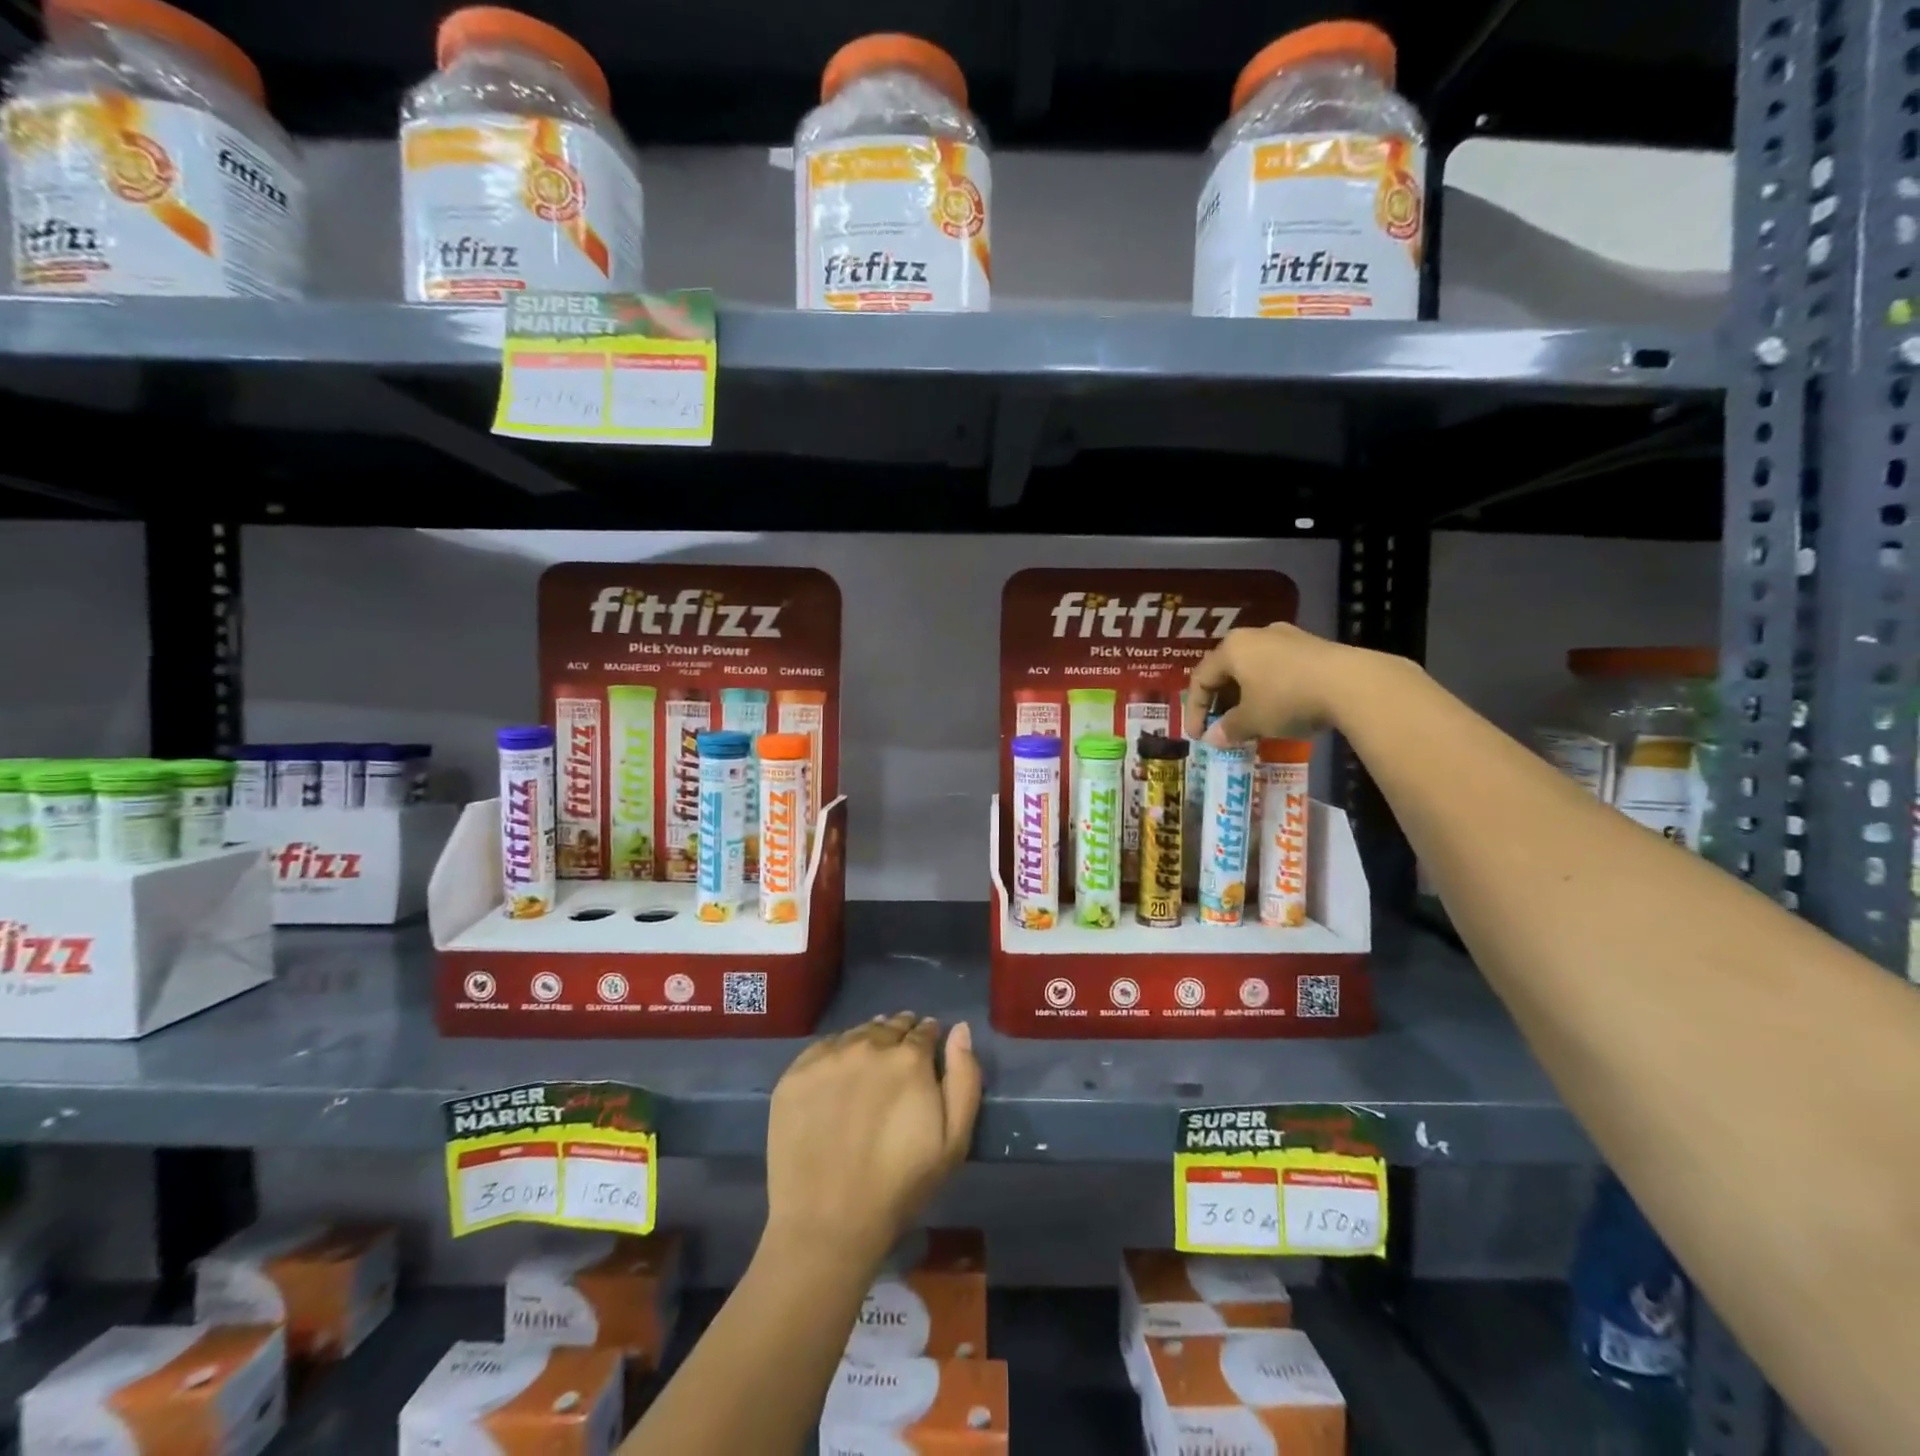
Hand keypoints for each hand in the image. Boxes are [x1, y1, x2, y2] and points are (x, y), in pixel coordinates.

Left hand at [764, 1013, 982, 1268]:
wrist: (827, 1224)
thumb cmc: (899, 1187)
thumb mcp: (953, 1141)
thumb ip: (964, 1078)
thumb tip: (960, 1029)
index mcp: (909, 1059)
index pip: (924, 1030)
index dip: (928, 1036)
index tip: (928, 1046)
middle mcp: (868, 1046)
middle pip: (889, 1026)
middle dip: (900, 1034)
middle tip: (900, 1052)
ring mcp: (828, 1058)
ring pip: (857, 1033)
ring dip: (869, 1039)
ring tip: (870, 1060)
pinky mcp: (795, 1074)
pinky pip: (823, 1048)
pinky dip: (836, 1053)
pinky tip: (839, 1073)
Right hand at [1184, 623, 1367, 744]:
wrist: (1352, 683)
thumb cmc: (1287, 698)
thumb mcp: (1252, 720)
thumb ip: (1229, 728)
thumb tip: (1213, 739)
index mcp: (1232, 648)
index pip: (1201, 679)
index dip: (1194, 710)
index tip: (1198, 737)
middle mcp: (1256, 635)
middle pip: (1227, 670)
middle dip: (1221, 701)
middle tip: (1222, 726)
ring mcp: (1287, 636)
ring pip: (1254, 667)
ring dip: (1246, 695)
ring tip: (1251, 720)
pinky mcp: (1313, 645)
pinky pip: (1279, 668)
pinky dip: (1271, 689)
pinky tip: (1280, 708)